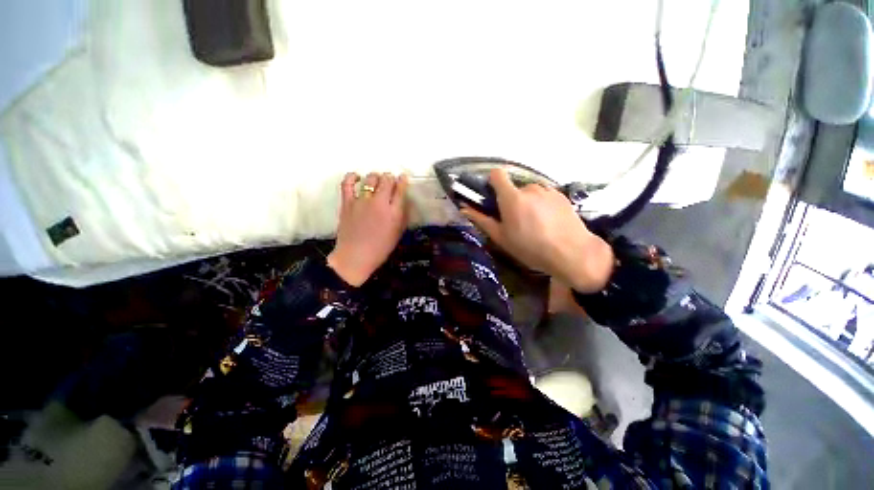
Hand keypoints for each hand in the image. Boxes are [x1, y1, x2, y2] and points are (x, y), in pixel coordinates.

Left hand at [328, 172, 409, 285]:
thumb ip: (403, 216)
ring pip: (371, 179)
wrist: (355, 257)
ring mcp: (362, 201)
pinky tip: (357, 177)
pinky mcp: (347, 203)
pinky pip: (348, 183)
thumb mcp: (398, 233)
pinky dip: (352, 177)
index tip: (402, 177)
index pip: (400, 190)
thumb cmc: (380, 248)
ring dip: (376, 177)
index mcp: (394, 213)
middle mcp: (380, 204)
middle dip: (390, 178)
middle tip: (389, 180)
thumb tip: (405, 201)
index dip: (402, 181)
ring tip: (376, 179)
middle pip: (386, 181)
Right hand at [461, 169, 613, 292]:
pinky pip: (544, 196)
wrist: (572, 253)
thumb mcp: (502, 238)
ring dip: (527, 202)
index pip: (497, 174)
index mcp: (512, 197)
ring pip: (530, 192)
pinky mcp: (562, 196)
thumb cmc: (530, 248)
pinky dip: (542, 204)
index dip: (492, 182)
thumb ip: (482, 220)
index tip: (493, 197)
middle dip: (511, 200)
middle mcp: (529, 188)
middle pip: (514, 187)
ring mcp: (548, 190)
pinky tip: (548, 223)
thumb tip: (464, 208)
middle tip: (515, 221)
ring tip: (534, 224)